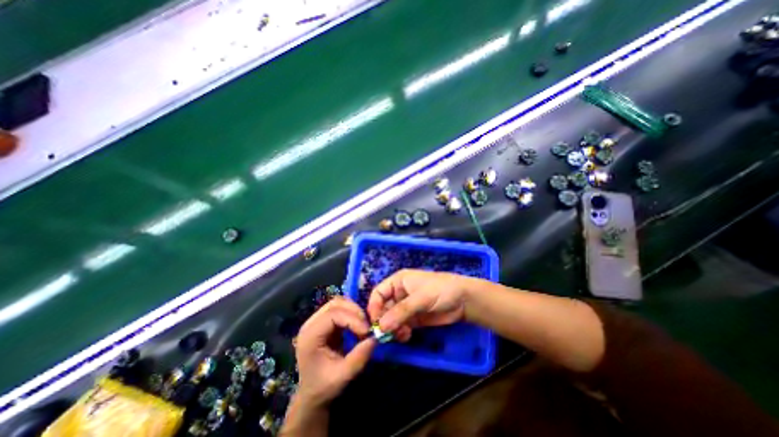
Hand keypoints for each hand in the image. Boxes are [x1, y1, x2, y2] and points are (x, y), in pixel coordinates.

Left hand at [293, 298, 374, 405]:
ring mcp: (317, 321)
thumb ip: (358, 357)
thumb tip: (375, 338)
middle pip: (335, 304)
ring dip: (354, 311)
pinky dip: (352, 314)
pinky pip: (341, 309)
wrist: (312, 395)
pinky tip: (358, 326)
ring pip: (339, 303)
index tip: (367, 331)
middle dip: (354, 311)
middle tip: (367, 326)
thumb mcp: (342, 376)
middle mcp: (311, 324)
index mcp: (310, 336)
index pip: (332, 314)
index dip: (352, 319)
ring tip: (363, 325)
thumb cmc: (323, 387)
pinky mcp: (325, 322)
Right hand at [368, 270, 467, 341]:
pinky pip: (401, 326)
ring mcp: (407, 307)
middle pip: (383, 308)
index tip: (375, 323)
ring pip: (391, 319)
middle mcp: (399, 293)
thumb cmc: (440, 290)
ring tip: (401, 334)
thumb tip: (381, 327)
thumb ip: (400, 312)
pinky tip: (406, 335)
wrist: (463, 301)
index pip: (378, 293)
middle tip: (387, 334)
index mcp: (398, 281)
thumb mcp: (420, 298)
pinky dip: (400, 332)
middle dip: (383, 321)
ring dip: (392, 328)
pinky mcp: (414, 319)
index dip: (374, 307)